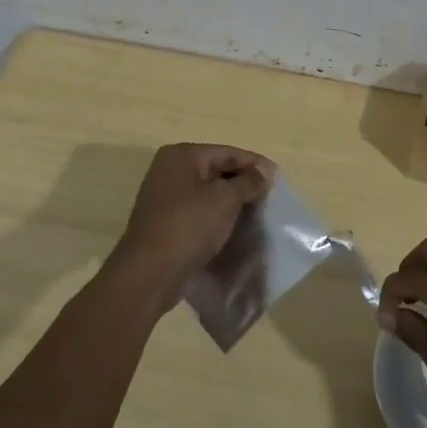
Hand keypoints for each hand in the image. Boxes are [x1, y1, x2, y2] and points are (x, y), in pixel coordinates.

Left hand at [107, 143, 275, 308]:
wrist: (148, 275)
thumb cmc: (188, 226)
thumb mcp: (225, 200)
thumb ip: (248, 182)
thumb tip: (265, 171)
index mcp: (181, 155)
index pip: (227, 152)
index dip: (254, 164)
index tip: (278, 178)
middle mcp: (169, 170)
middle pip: (216, 170)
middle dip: (243, 183)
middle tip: (268, 197)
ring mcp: (164, 196)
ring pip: (208, 192)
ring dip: (231, 201)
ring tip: (256, 213)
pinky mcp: (165, 222)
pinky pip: (198, 211)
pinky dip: (216, 216)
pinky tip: (234, 227)